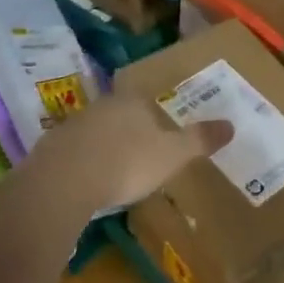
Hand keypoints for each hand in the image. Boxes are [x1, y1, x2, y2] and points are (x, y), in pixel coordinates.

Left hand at [30, 95, 232, 214]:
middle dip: (130, 130)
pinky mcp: (51, 148)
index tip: (161, 132)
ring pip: (96, 131)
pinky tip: (87, 183)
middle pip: (120, 112)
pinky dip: (83, 163)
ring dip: (104, 146)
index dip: (155, 114)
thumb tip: (231, 124)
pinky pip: (74, 152)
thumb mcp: (172, 155)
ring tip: (115, 171)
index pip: (146, 99)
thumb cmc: (127, 162)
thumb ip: (199, 140)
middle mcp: (103, 105)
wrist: (64, 181)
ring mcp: (74, 124)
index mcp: (132, 101)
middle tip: (141, 152)